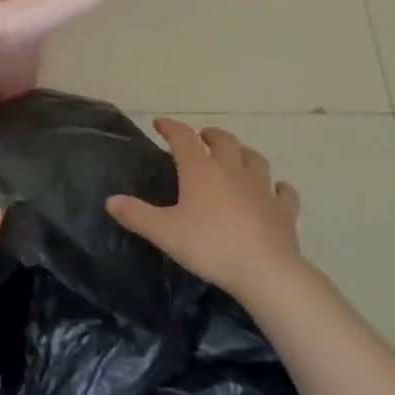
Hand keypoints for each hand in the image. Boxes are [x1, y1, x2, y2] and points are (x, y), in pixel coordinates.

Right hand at [106, 119, 303, 299]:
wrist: (265, 270)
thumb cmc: (210, 246)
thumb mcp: (165, 233)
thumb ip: (137, 215)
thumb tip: (111, 200)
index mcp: (201, 171)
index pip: (183, 138)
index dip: (171, 128)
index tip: (160, 124)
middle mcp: (232, 170)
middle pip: (223, 141)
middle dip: (210, 136)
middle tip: (201, 139)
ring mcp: (262, 188)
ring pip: (254, 159)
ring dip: (243, 153)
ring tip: (236, 157)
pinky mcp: (284, 210)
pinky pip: (283, 191)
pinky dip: (277, 188)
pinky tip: (275, 190)